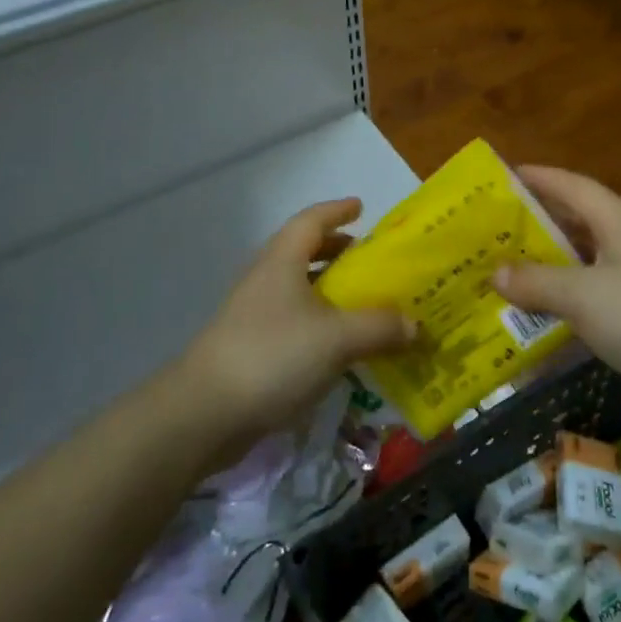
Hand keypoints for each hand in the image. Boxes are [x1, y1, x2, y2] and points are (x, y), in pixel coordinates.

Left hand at [180, 198, 413, 441]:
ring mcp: (253, 314)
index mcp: (282, 261)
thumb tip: (415, 325)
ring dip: (329, 290)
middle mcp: (265, 279)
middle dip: (336, 251)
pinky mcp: (250, 347)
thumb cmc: (273, 356)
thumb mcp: (337, 338)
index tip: (361, 207)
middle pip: (303, 251)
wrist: (205, 413)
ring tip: (361, 304)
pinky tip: (338, 347)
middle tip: (369, 261)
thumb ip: (379, 328)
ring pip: (297, 288)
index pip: (311, 220)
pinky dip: (319, 323)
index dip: (337, 210)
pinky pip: (293, 321)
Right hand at [493, 167, 620, 408]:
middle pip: (577, 220)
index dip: (538, 178)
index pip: (571, 185)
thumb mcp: (581, 295)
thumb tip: (495, 273)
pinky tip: (546, 312)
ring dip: (552, 264)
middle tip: (496, 229)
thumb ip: (536, 282)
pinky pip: (598, 291)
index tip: (504, 176)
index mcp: (617, 219)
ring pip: (586, 258)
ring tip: (511, 270)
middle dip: (538, 223)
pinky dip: (570, 296)